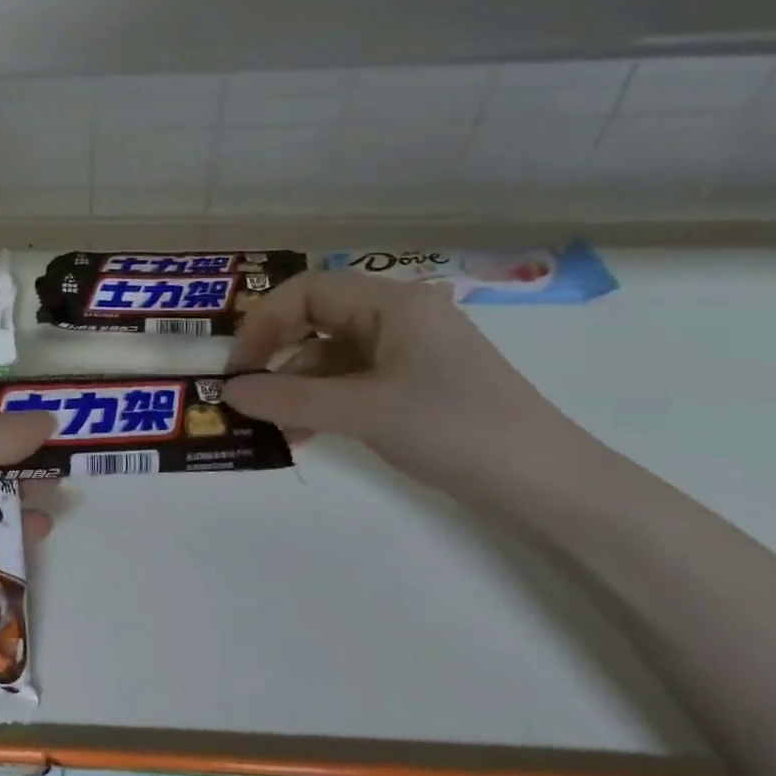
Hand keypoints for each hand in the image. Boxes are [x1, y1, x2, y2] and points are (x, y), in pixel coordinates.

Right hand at [224, 270, 586, 503]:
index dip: (264, 323)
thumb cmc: (455, 429)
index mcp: (393, 303)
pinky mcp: (412, 385)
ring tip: (269, 425)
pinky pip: (351, 382)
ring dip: (296, 386)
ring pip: (331, 356)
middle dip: (276, 355)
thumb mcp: (364, 411)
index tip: (238, 366)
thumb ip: (290, 398)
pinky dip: (322, 403)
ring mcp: (407, 352)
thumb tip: (229, 392)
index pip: (308, 291)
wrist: (546, 484)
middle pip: (317, 320)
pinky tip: (301, 434)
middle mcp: (398, 317)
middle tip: (244, 391)